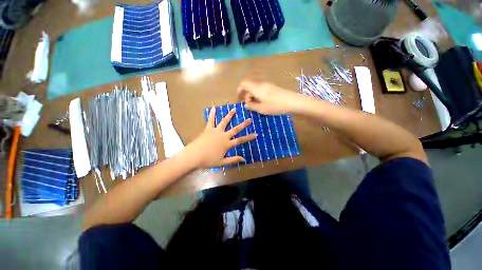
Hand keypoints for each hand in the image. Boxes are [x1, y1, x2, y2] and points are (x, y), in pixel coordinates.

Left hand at [188, 106, 256, 167]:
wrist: (194, 155)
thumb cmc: (208, 160)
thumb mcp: (222, 162)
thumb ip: (233, 160)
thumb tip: (244, 159)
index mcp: (227, 144)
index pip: (240, 140)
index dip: (249, 137)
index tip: (256, 134)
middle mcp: (223, 136)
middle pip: (235, 129)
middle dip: (243, 124)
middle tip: (249, 119)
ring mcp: (216, 131)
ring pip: (224, 122)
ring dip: (229, 115)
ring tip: (234, 109)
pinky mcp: (208, 129)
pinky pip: (211, 120)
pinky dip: (212, 114)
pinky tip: (213, 108)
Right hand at [237, 80, 301, 114]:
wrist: (293, 102)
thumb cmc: (275, 106)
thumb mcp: (261, 109)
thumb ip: (251, 106)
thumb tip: (246, 104)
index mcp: (256, 88)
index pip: (243, 83)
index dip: (240, 90)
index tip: (240, 98)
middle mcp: (261, 84)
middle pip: (249, 86)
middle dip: (247, 95)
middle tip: (249, 105)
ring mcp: (267, 85)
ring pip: (255, 88)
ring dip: (253, 96)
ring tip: (256, 105)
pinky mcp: (272, 87)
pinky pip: (261, 89)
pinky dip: (258, 95)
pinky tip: (263, 102)